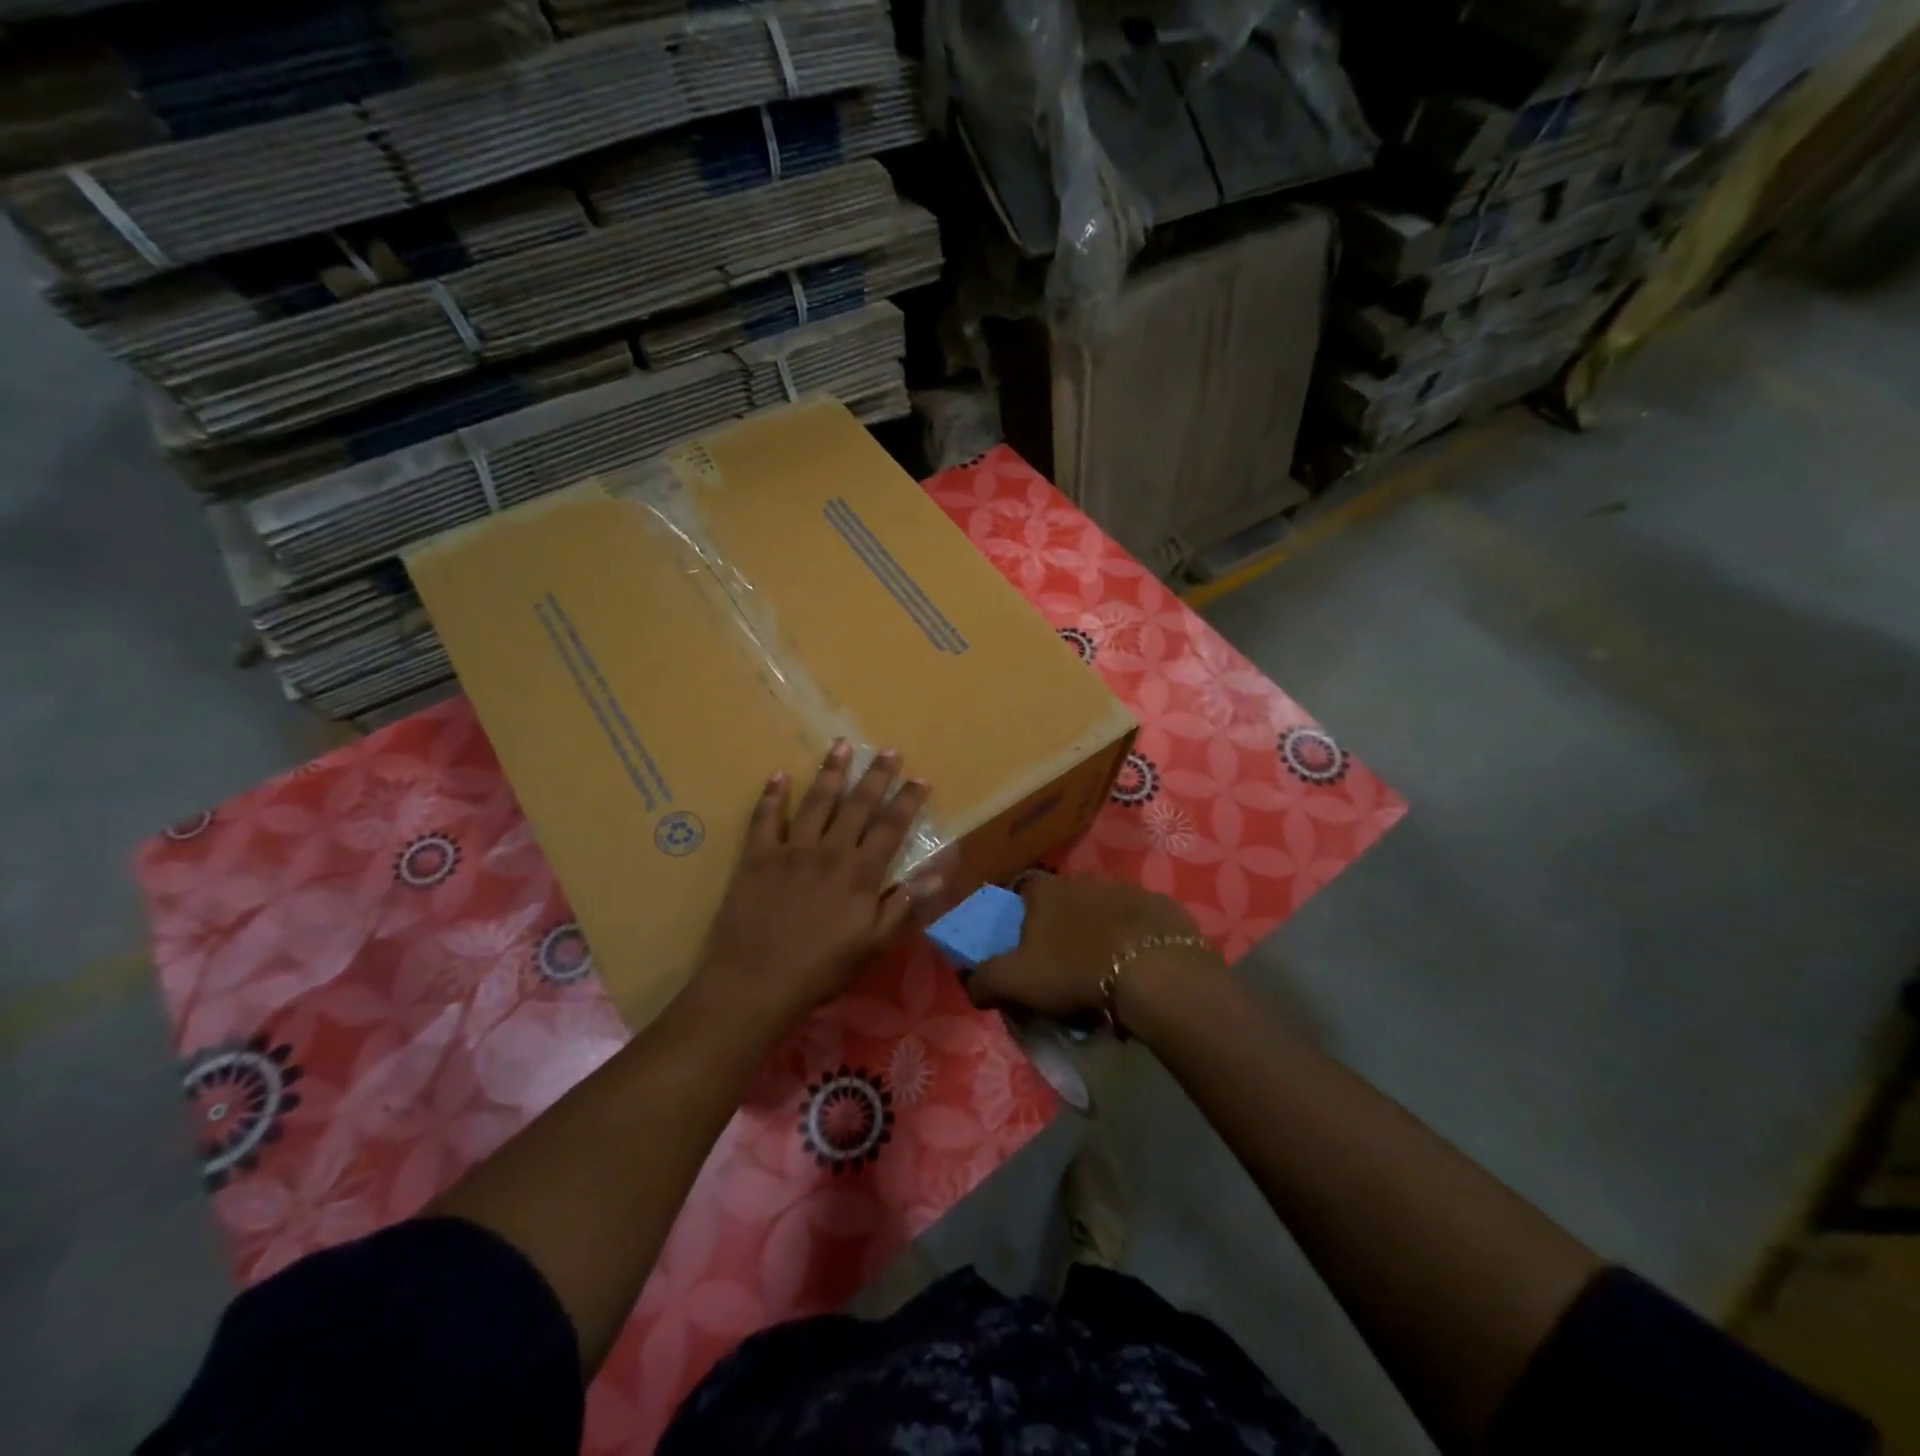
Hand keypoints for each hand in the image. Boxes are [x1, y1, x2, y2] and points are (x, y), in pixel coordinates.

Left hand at [698, 741, 935, 1026]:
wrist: (756, 982)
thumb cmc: (821, 969)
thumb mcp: (873, 944)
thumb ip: (904, 905)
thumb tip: (938, 873)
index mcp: (860, 873)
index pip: (891, 827)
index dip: (907, 801)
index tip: (920, 778)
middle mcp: (829, 851)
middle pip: (857, 804)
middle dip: (876, 775)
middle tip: (888, 750)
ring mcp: (791, 850)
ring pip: (816, 801)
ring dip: (831, 772)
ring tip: (842, 745)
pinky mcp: (757, 856)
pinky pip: (765, 818)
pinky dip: (772, 795)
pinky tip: (779, 774)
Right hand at [965, 875, 1220, 1025]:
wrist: (1154, 972)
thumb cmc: (1074, 970)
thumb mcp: (1016, 982)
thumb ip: (984, 980)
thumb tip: (971, 984)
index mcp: (1044, 890)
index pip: (1021, 891)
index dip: (1019, 917)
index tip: (1024, 947)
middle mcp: (1083, 879)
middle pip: (1063, 901)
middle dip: (1061, 927)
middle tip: (1063, 966)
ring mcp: (1125, 889)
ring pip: (1102, 909)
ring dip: (1099, 932)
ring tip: (1103, 971)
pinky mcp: (1160, 906)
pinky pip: (1139, 923)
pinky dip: (1134, 940)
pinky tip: (1137, 968)